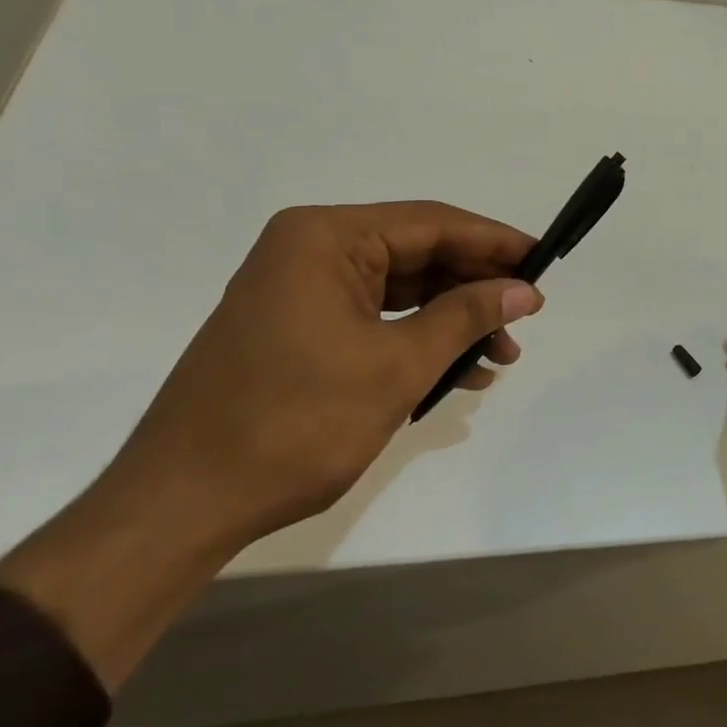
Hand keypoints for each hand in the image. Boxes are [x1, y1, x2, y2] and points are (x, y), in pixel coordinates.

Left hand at [0, 202, 541, 687]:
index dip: (494, 242)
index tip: (543, 263)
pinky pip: (373, 317)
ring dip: (451, 319)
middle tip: (526, 317)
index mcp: (326, 237)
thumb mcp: (397, 366)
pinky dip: (416, 339)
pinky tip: (456, 371)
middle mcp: (309, 249)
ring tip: (500, 356)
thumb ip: (465, 317)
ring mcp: (299, 289)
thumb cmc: (295, 423)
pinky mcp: (296, 326)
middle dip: (475, 288)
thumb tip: (524, 290)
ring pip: (399, 289)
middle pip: (416, 253)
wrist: (184, 503)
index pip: (431, 222)